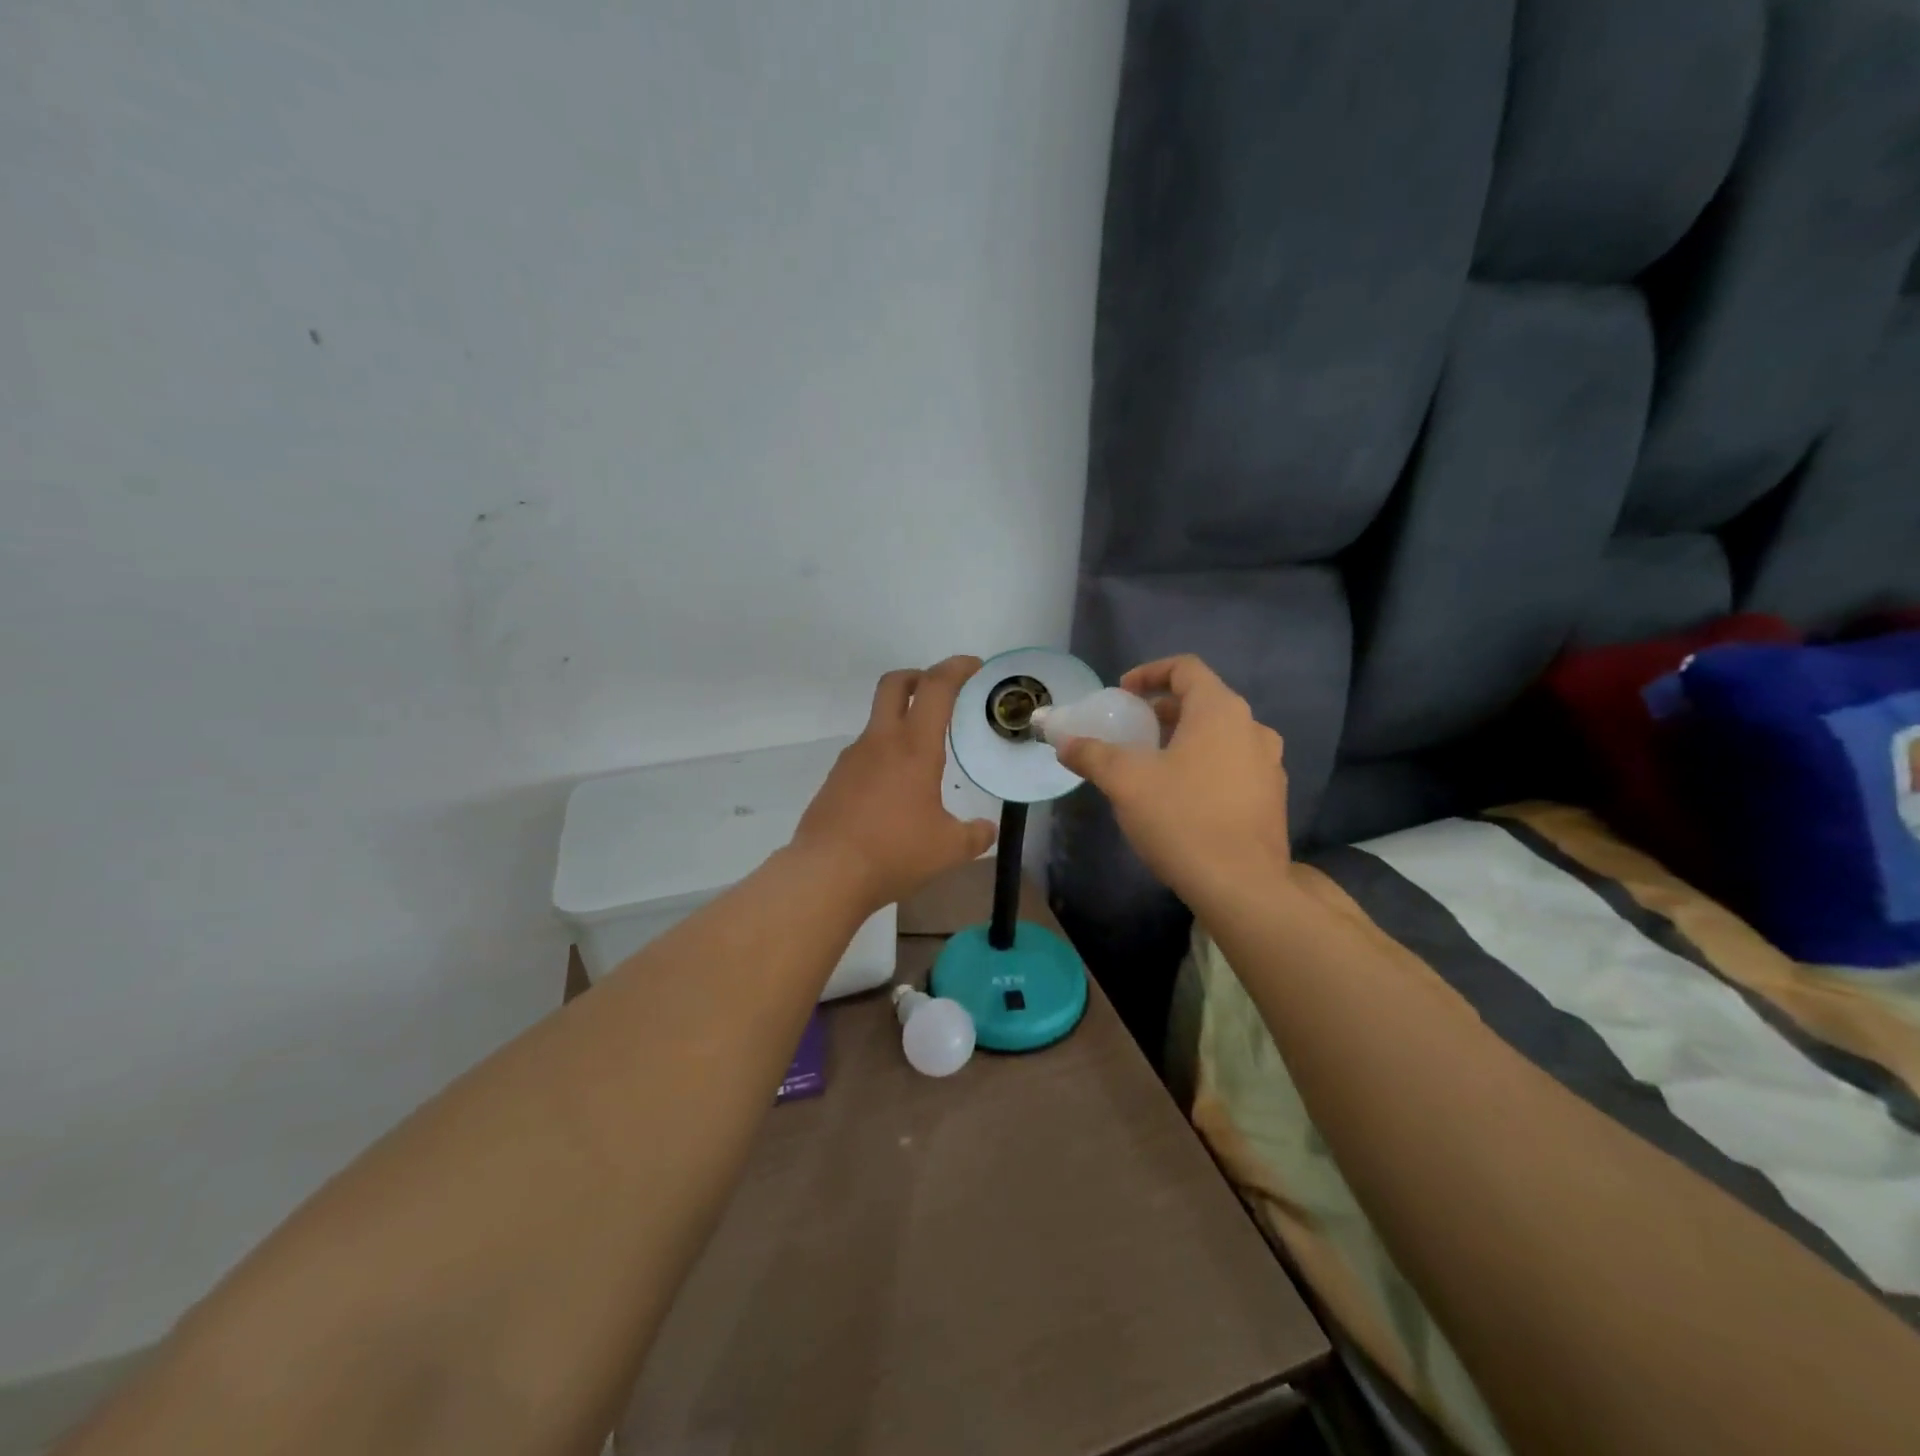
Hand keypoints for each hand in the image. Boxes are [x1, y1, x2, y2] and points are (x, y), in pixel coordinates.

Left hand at [792, 656, 999, 912]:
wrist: (826, 873)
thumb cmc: (894, 852)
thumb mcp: (948, 849)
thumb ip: (975, 835)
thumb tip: (987, 830)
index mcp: (914, 747)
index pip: (936, 688)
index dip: (956, 668)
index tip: (973, 666)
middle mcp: (880, 742)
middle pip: (895, 684)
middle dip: (919, 676)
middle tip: (941, 691)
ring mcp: (852, 758)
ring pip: (878, 721)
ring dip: (901, 721)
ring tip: (922, 757)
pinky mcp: (835, 779)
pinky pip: (865, 753)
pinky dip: (884, 755)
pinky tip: (894, 790)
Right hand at [1054, 655, 1290, 908]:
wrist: (1242, 886)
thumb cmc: (1182, 818)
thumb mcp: (1125, 782)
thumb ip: (1092, 755)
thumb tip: (1064, 743)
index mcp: (1220, 711)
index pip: (1185, 668)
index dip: (1149, 673)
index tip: (1122, 694)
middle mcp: (1252, 728)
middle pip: (1203, 702)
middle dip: (1162, 711)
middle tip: (1132, 732)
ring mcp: (1269, 764)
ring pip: (1220, 736)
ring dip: (1184, 740)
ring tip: (1153, 766)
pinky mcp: (1272, 798)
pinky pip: (1233, 765)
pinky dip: (1205, 766)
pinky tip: (1182, 799)